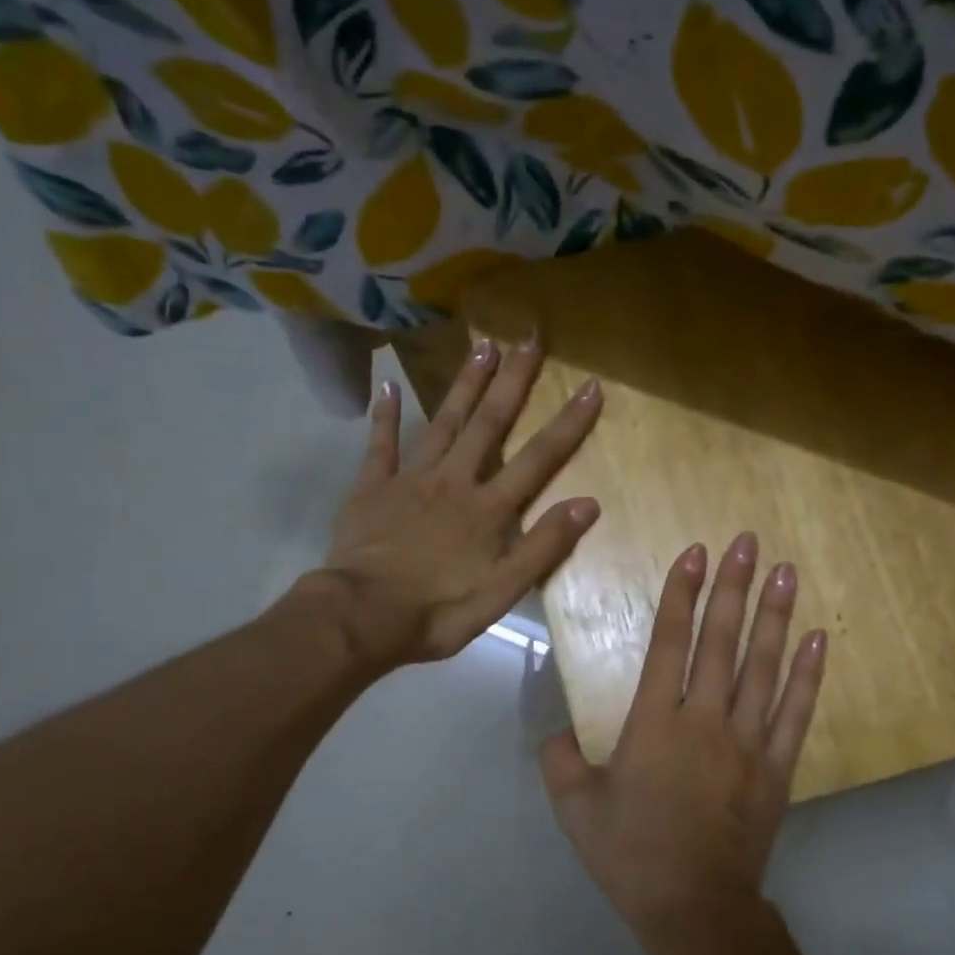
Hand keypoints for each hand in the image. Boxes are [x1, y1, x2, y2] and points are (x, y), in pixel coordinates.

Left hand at [301, 334, 602, 673]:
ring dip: (465, 385)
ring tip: (483, 346)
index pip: (538, 458)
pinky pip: (380, 445)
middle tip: (528, 339)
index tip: (590, 385)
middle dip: (512, 381)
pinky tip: (388, 386)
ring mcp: (411, 480)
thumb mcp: (504, 589)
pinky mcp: (372, 488)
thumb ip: (545, 545)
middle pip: (489, 424)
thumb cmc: (440, 610)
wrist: (364, 616)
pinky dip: (385, 416)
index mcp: (489, 508)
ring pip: (443, 423)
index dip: (568, 423)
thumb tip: (589, 503)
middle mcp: (455, 481)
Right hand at [540, 532, 826, 954]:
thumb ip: (560, 761)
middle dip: (732, 587)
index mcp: (655, 723)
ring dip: (775, 616)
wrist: (693, 906)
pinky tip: (819, 638)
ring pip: (764, 666)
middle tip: (747, 543)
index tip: (694, 553)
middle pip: (721, 641)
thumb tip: (556, 733)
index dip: (681, 594)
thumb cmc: (631, 855)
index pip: (670, 642)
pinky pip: (796, 710)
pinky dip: (809, 674)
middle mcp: (705, 719)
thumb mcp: (575, 809)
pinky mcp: (777, 765)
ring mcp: (748, 740)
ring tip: (786, 572)